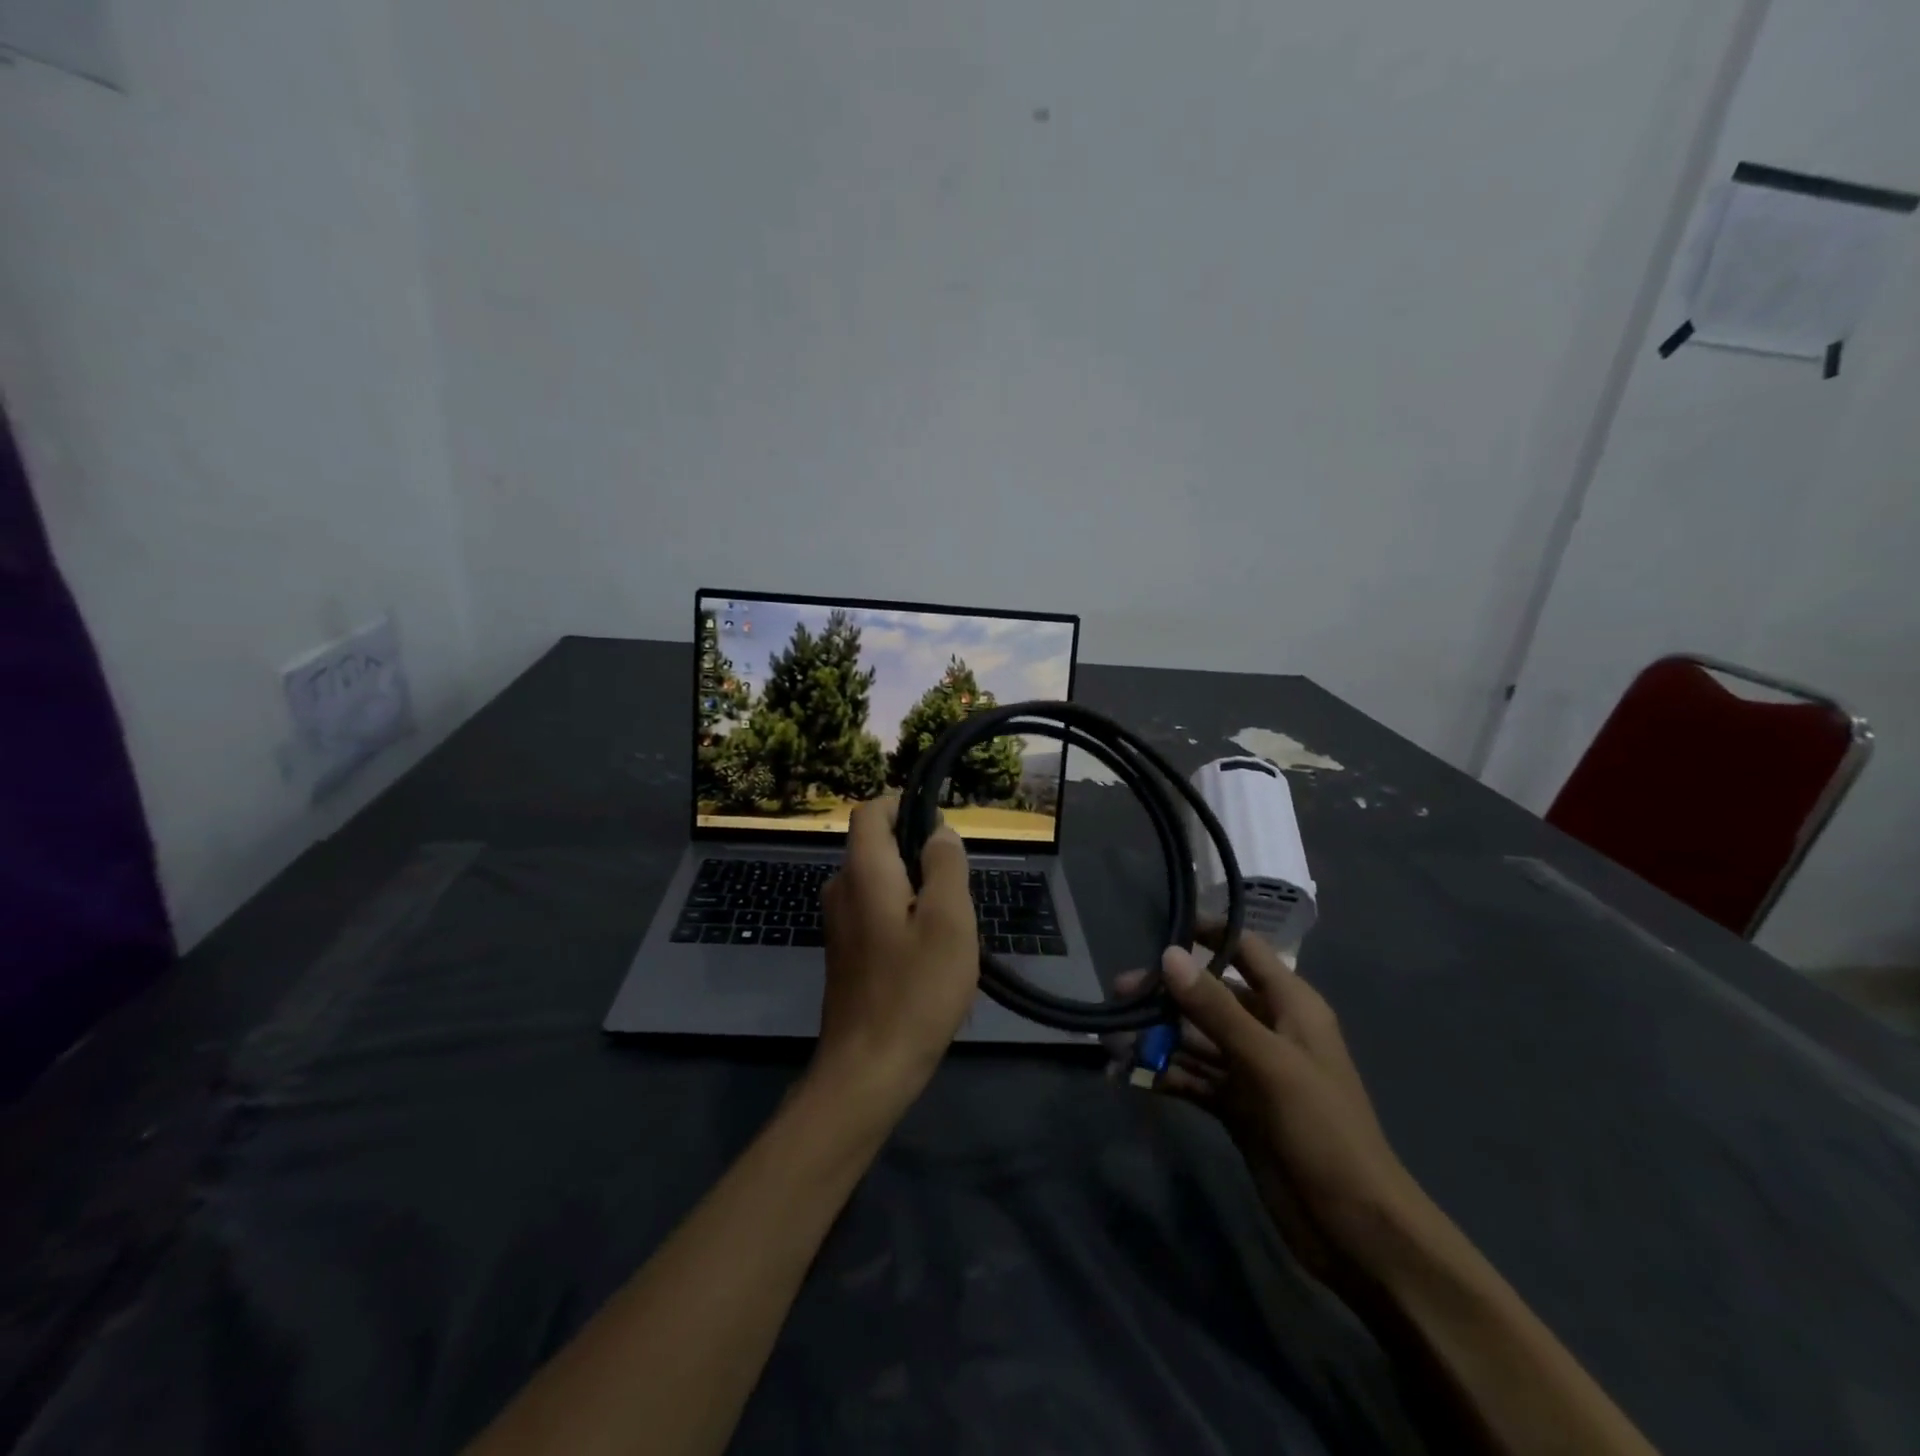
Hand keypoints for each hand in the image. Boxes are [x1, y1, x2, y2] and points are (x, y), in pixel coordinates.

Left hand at [815, 798, 977, 1111]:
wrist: (868, 1069)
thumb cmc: (915, 989)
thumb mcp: (949, 920)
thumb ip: (945, 866)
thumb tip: (940, 832)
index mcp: (863, 871)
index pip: (870, 811)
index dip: (903, 806)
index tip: (940, 829)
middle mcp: (841, 889)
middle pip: (878, 847)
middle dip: (919, 856)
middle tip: (955, 894)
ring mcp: (838, 923)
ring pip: (881, 883)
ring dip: (916, 892)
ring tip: (948, 931)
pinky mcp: (844, 952)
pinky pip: (875, 913)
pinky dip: (903, 918)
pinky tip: (928, 959)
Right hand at [1131, 930, 1432, 1295]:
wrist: (1355, 1229)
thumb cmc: (1322, 1130)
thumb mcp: (1268, 1062)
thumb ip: (1216, 1008)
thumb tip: (1169, 954)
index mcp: (1291, 1007)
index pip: (1246, 951)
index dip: (1209, 934)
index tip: (1161, 927)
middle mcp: (1270, 1030)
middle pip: (1211, 996)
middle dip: (1167, 994)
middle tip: (1119, 994)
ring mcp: (1252, 1071)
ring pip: (1197, 1039)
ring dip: (1159, 1037)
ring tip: (1113, 1039)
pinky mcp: (1237, 1107)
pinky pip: (1194, 1078)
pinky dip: (1166, 1075)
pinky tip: (1131, 1077)